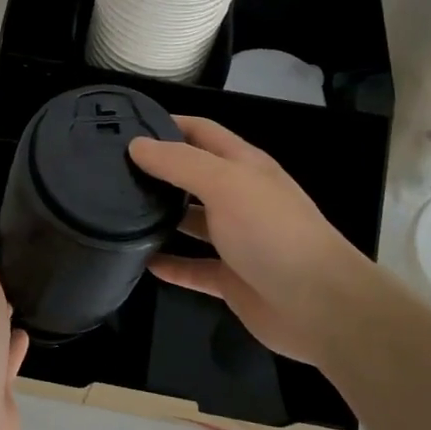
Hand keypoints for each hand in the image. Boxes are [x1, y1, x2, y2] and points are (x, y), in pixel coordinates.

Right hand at [129, 117, 363, 364]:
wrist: (319, 305)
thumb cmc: (272, 231)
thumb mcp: (225, 183)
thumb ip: (180, 162)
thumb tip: (136, 145)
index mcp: (243, 165)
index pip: (201, 132)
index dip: (167, 124)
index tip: (126, 125)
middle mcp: (239, 197)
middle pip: (193, 176)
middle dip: (158, 170)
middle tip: (111, 170)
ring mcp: (236, 240)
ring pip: (191, 222)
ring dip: (160, 216)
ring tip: (117, 212)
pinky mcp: (231, 279)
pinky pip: (193, 268)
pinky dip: (170, 264)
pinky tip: (140, 261)